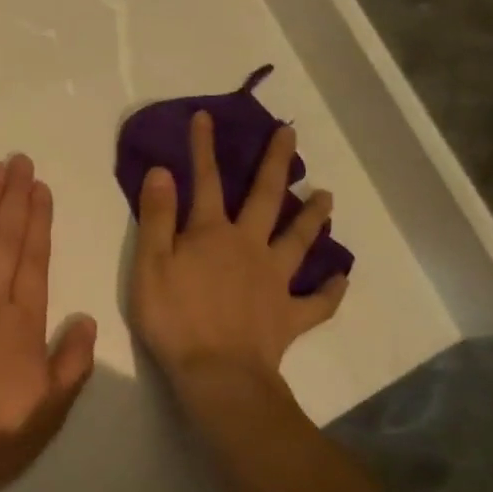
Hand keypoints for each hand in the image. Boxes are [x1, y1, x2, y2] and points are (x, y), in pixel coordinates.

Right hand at [131, 111, 347, 391]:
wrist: (218, 375)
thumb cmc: (175, 318)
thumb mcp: (150, 263)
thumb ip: (157, 216)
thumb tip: (162, 171)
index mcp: (212, 233)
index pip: (205, 180)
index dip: (203, 147)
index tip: (206, 116)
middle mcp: (249, 246)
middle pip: (265, 197)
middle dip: (276, 163)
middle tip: (290, 134)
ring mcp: (274, 280)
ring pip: (299, 240)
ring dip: (313, 216)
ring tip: (327, 196)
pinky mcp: (290, 315)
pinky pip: (317, 301)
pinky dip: (330, 290)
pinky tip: (341, 279)